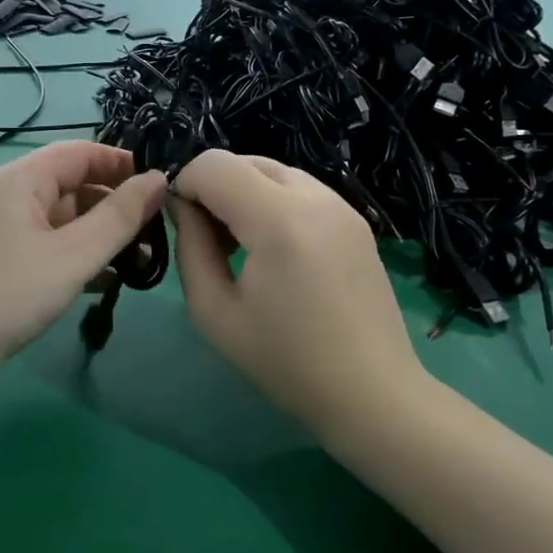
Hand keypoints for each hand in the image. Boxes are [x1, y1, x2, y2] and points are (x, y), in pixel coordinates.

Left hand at [0, 143, 167, 383]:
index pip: (82, 152)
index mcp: (24, 179)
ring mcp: (5, 229)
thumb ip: (120, 217)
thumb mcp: (74, 255)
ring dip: (101, 237)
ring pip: (65, 220)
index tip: (162, 190)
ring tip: (138, 264)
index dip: (123, 165)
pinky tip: (104, 284)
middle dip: (116, 207)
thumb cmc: (9, 294)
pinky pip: (50, 246)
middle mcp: (12, 195)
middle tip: (155, 236)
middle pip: (75, 185)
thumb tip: (159, 178)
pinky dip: (78, 258)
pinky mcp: (3, 261)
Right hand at [172, 150, 421, 436]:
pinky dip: (275, 203)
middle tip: (210, 241)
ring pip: (275, 171)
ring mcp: (342, 206)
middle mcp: (315, 198)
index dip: (185, 186)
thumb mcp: (215, 313)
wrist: (371, 393)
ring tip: (243, 247)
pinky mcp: (356, 221)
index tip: (182, 227)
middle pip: (245, 160)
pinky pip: (302, 190)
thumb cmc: (285, 361)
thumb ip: (190, 247)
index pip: (214, 164)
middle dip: (215, 188)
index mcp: (278, 220)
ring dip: (245, 193)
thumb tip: (182, 207)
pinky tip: (276, 251)